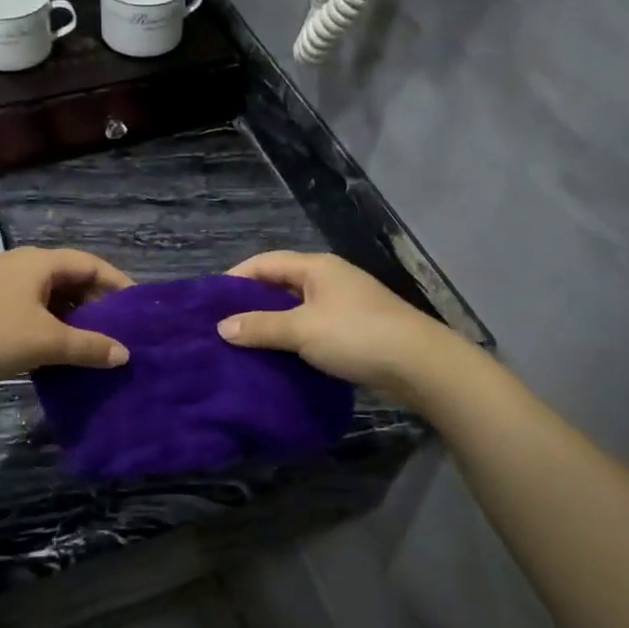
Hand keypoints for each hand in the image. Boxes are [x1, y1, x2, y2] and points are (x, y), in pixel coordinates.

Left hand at [0, 248, 132, 392]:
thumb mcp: (47, 342)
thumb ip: (89, 347)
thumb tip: (124, 354)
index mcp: (39, 262)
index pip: (91, 264)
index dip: (118, 283)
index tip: (138, 307)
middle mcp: (22, 265)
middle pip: (71, 278)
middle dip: (97, 303)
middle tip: (119, 330)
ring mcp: (2, 284)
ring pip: (50, 296)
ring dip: (73, 317)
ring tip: (93, 343)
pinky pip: (31, 309)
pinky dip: (50, 325)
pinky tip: (58, 350)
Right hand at [217, 252, 452, 399]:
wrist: (419, 364)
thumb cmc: (356, 336)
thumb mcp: (302, 330)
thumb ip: (261, 327)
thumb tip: (222, 327)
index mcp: (316, 267)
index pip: (265, 263)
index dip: (235, 277)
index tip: (209, 301)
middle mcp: (328, 279)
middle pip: (279, 284)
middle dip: (250, 303)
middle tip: (221, 325)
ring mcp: (342, 304)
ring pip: (295, 308)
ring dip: (271, 324)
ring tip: (242, 343)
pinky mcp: (352, 330)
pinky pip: (311, 328)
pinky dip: (291, 339)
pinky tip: (276, 357)